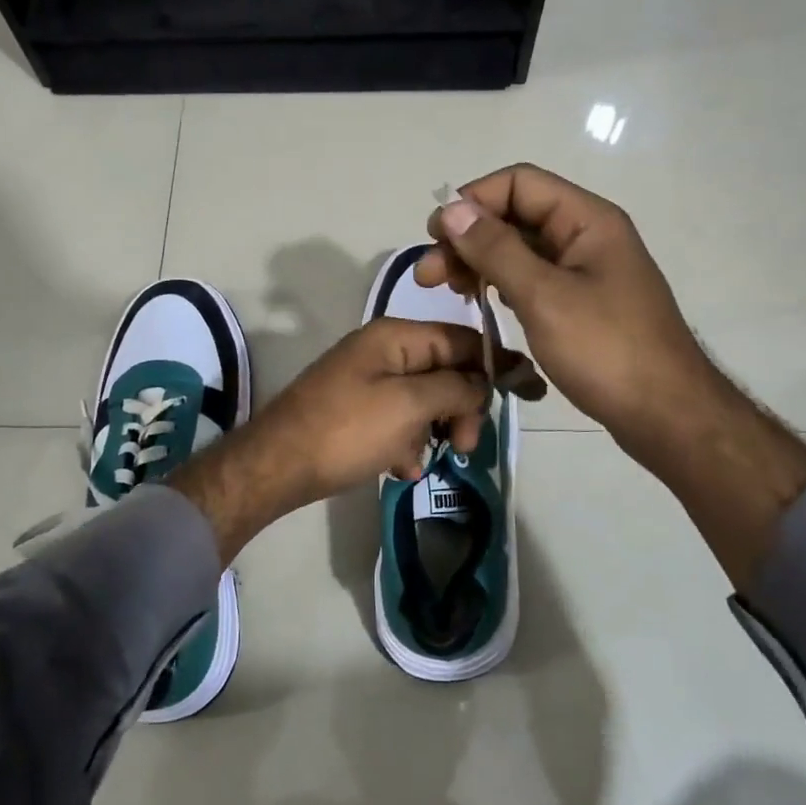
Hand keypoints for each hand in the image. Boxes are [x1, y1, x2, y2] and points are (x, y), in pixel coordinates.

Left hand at [169, 318, 491, 561]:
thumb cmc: (347, 431)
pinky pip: (398, 420)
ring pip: (424, 401)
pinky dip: (406, 443)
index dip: (497, 364)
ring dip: (433, 432)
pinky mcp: (357, 411)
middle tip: (465, 446)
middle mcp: (383, 351)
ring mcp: (367, 381)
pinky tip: (399, 468)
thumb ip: (456, 387)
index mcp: (396, 336)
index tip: (529, 392)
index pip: (463, 339)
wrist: (276, 466)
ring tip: (421, 461)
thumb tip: (484, 381)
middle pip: (446, 371)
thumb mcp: (410, 406)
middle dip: (461, 409)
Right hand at [417, 163, 710, 464]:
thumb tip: (451, 209)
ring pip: (521, 250)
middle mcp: (586, 236)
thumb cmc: (606, 350)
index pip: (519, 183)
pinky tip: (483, 304)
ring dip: (480, 262)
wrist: (665, 415)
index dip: (473, 201)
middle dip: (468, 237)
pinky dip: (502, 285)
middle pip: (516, 216)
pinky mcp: (581, 304)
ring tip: (449, 291)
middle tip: (428, 276)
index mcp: (587, 220)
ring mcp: (585, 272)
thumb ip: (496, 249)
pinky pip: (532, 280)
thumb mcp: (544, 296)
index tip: (436, 236)